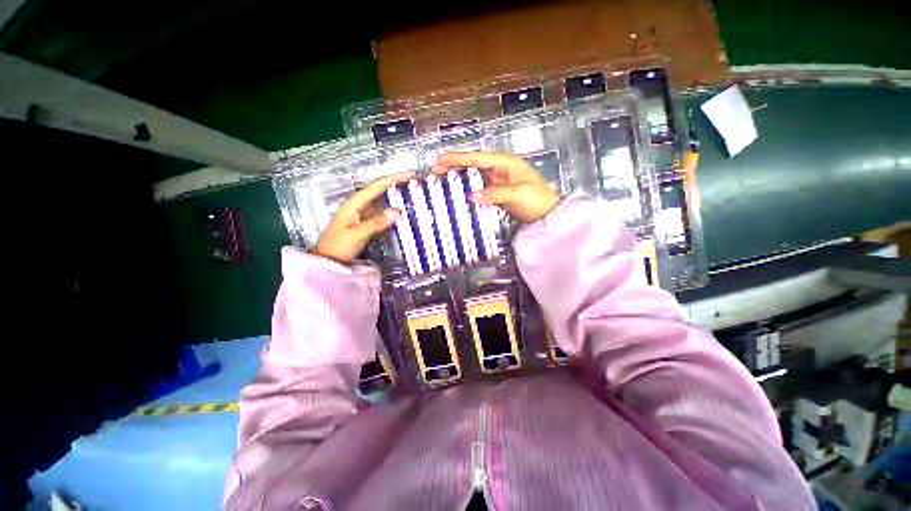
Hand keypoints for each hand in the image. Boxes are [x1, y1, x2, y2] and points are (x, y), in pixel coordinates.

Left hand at [312, 172, 414, 264]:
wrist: (327, 260)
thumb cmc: (338, 246)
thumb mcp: (358, 234)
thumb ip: (377, 222)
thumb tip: (397, 210)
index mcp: (355, 202)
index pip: (378, 185)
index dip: (395, 178)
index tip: (411, 175)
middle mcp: (358, 204)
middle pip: (380, 189)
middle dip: (396, 183)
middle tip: (414, 181)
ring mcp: (361, 213)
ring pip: (381, 199)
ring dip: (394, 194)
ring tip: (410, 191)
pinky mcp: (364, 222)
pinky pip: (380, 210)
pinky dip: (391, 208)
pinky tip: (399, 209)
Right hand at [431, 152, 559, 222]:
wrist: (548, 215)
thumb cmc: (537, 200)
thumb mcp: (517, 194)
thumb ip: (494, 194)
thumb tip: (471, 196)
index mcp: (506, 163)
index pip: (478, 158)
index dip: (459, 158)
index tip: (441, 159)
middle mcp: (500, 169)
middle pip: (473, 164)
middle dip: (454, 166)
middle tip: (436, 170)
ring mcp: (498, 181)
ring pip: (474, 176)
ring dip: (459, 177)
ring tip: (442, 180)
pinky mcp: (497, 193)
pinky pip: (479, 188)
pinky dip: (467, 189)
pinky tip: (458, 193)